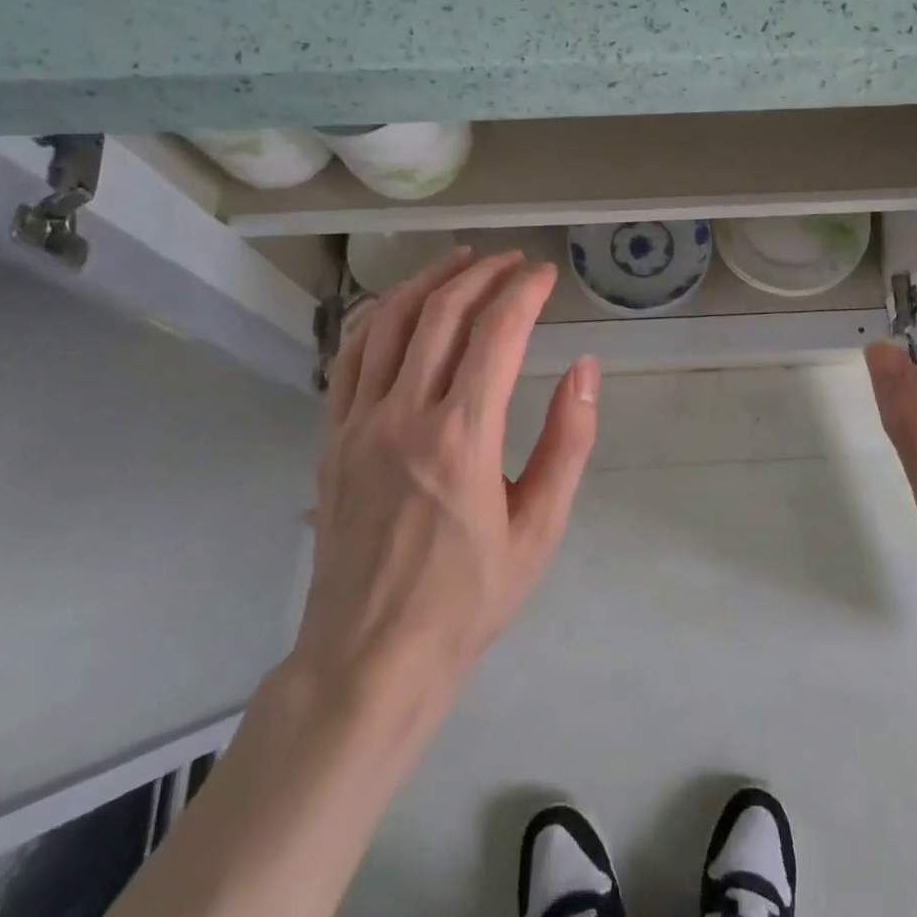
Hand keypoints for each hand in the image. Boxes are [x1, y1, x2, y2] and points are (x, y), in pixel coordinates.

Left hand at [297, 248, 598, 706]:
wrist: (370, 655)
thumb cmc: (467, 597)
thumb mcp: (539, 529)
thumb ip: (568, 442)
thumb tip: (585, 369)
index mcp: (463, 437)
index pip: (497, 332)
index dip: (525, 291)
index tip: (546, 274)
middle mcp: (406, 413)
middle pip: (443, 313)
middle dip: (484, 274)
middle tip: (513, 261)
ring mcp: (359, 421)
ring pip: (390, 321)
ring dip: (430, 280)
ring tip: (461, 260)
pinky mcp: (332, 435)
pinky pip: (350, 355)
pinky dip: (378, 315)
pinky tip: (399, 303)